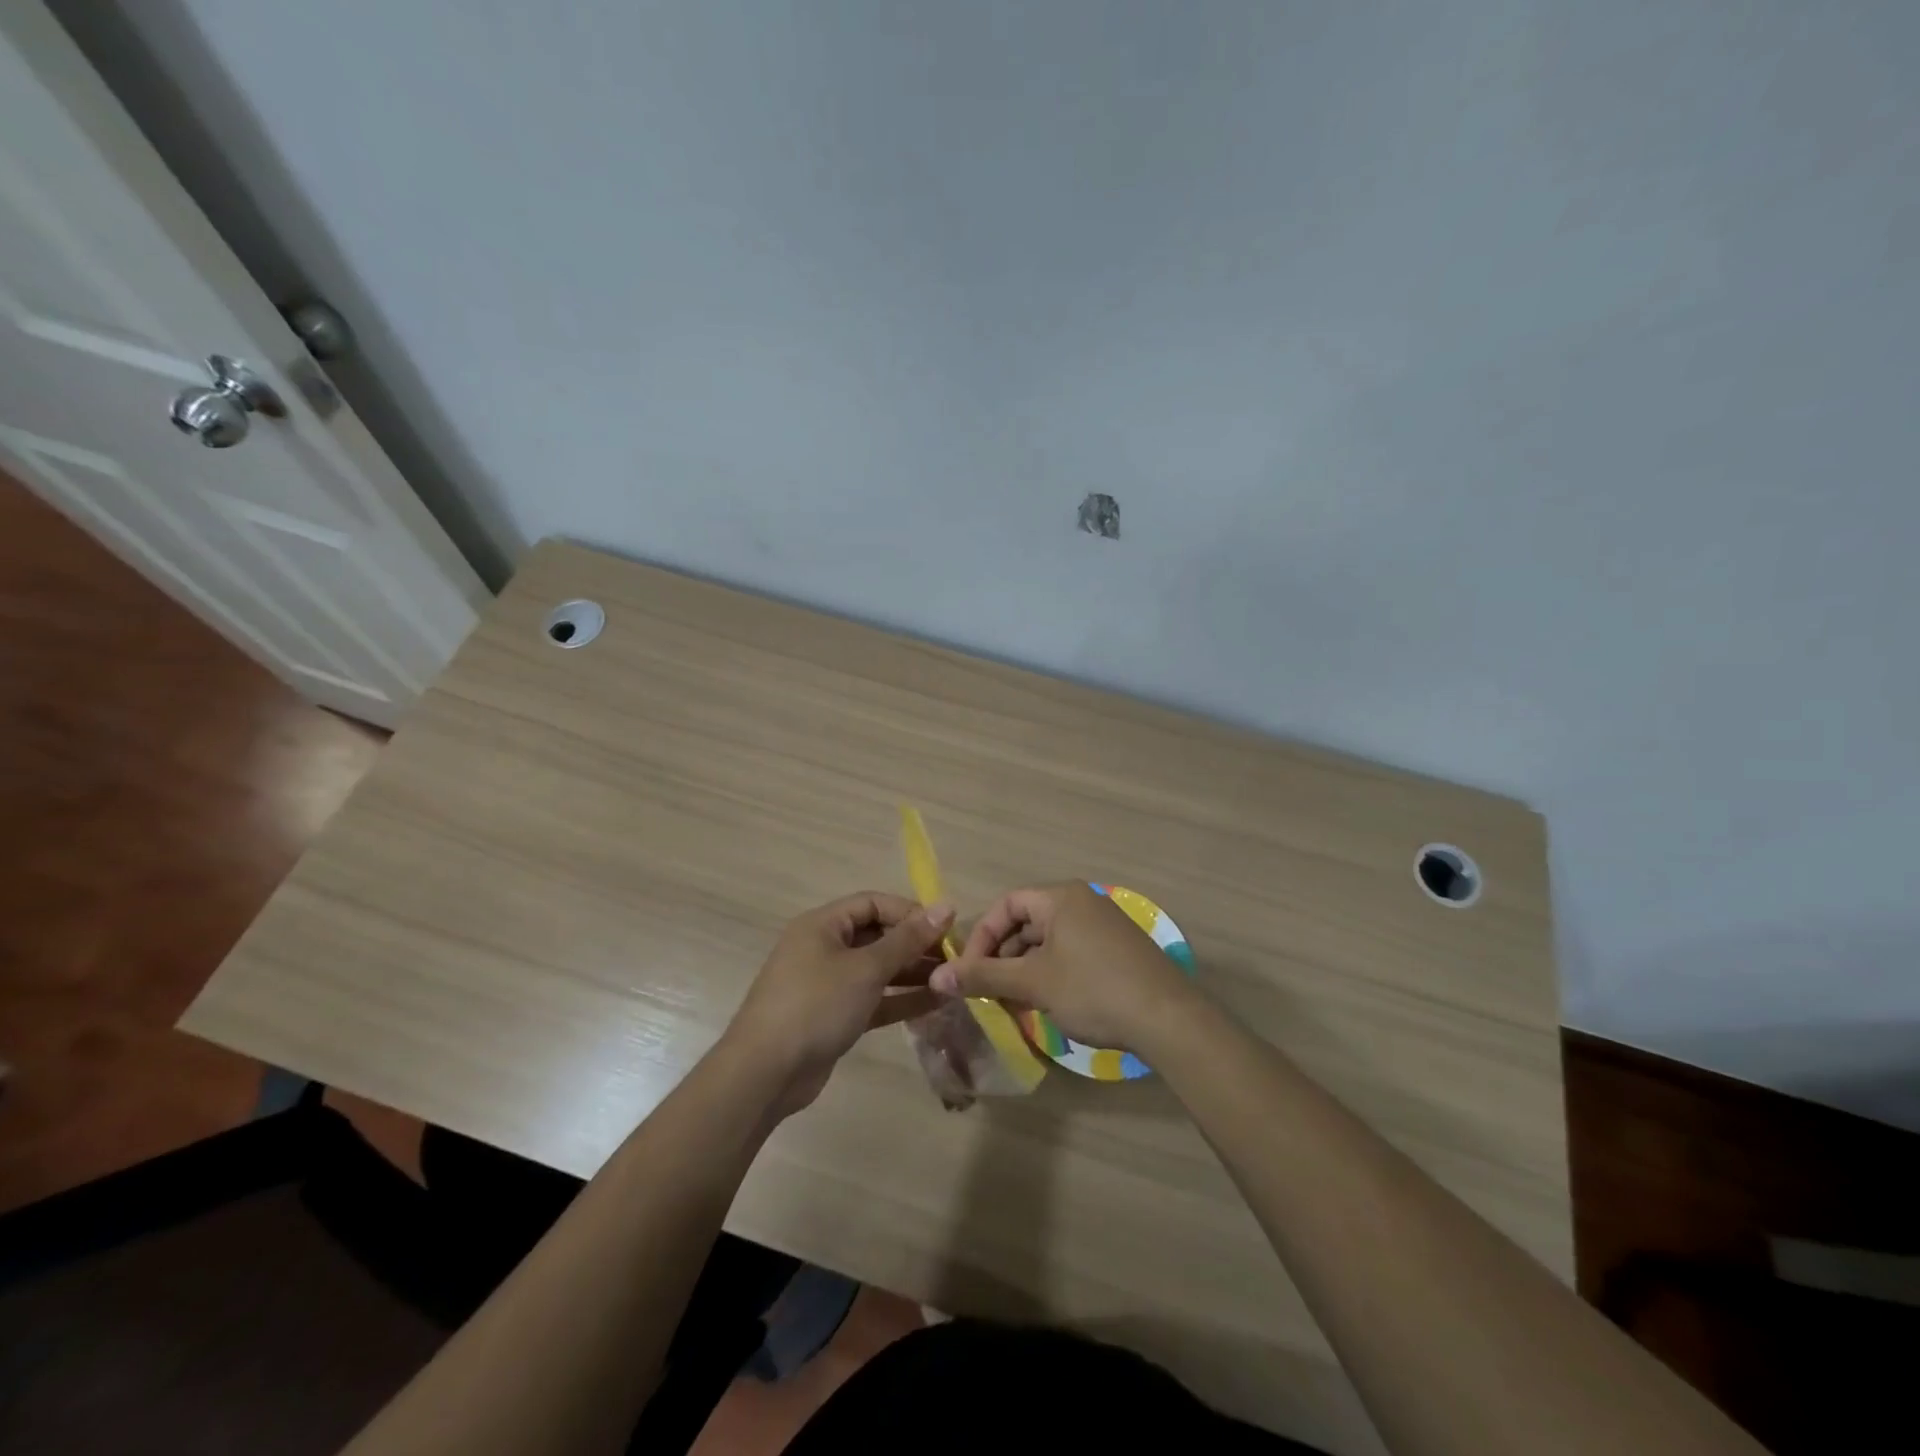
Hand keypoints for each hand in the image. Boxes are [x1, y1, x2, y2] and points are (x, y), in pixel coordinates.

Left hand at [723, 893, 953, 1118]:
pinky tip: (935, 1004)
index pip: (873, 903)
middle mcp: (824, 948)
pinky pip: (873, 999)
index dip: (910, 912)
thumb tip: (946, 905)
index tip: (946, 928)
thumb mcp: (865, 968)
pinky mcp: (834, 1016)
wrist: (765, 1074)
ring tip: (952, 981)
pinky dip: (900, 1000)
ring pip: (878, 970)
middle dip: (915, 945)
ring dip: (913, 974)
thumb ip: (907, 939)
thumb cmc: (815, 1005)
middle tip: (955, 958)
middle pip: (877, 935)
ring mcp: (828, 984)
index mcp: (823, 925)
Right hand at [929, 882, 1196, 1053]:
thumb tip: (937, 976)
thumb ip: (984, 976)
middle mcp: (1082, 901)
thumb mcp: (1034, 983)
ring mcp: (1103, 925)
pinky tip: (1046, 1003)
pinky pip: (1070, 952)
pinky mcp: (1117, 949)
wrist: (1168, 1019)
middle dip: (1002, 956)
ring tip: (1014, 1003)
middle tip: (988, 991)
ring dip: (1024, 968)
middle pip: (1027, 922)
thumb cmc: (1094, 990)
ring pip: (1048, 941)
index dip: (981, 936)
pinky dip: (1050, 973)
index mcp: (1061, 897)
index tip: (968, 971)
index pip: (1007, 904)